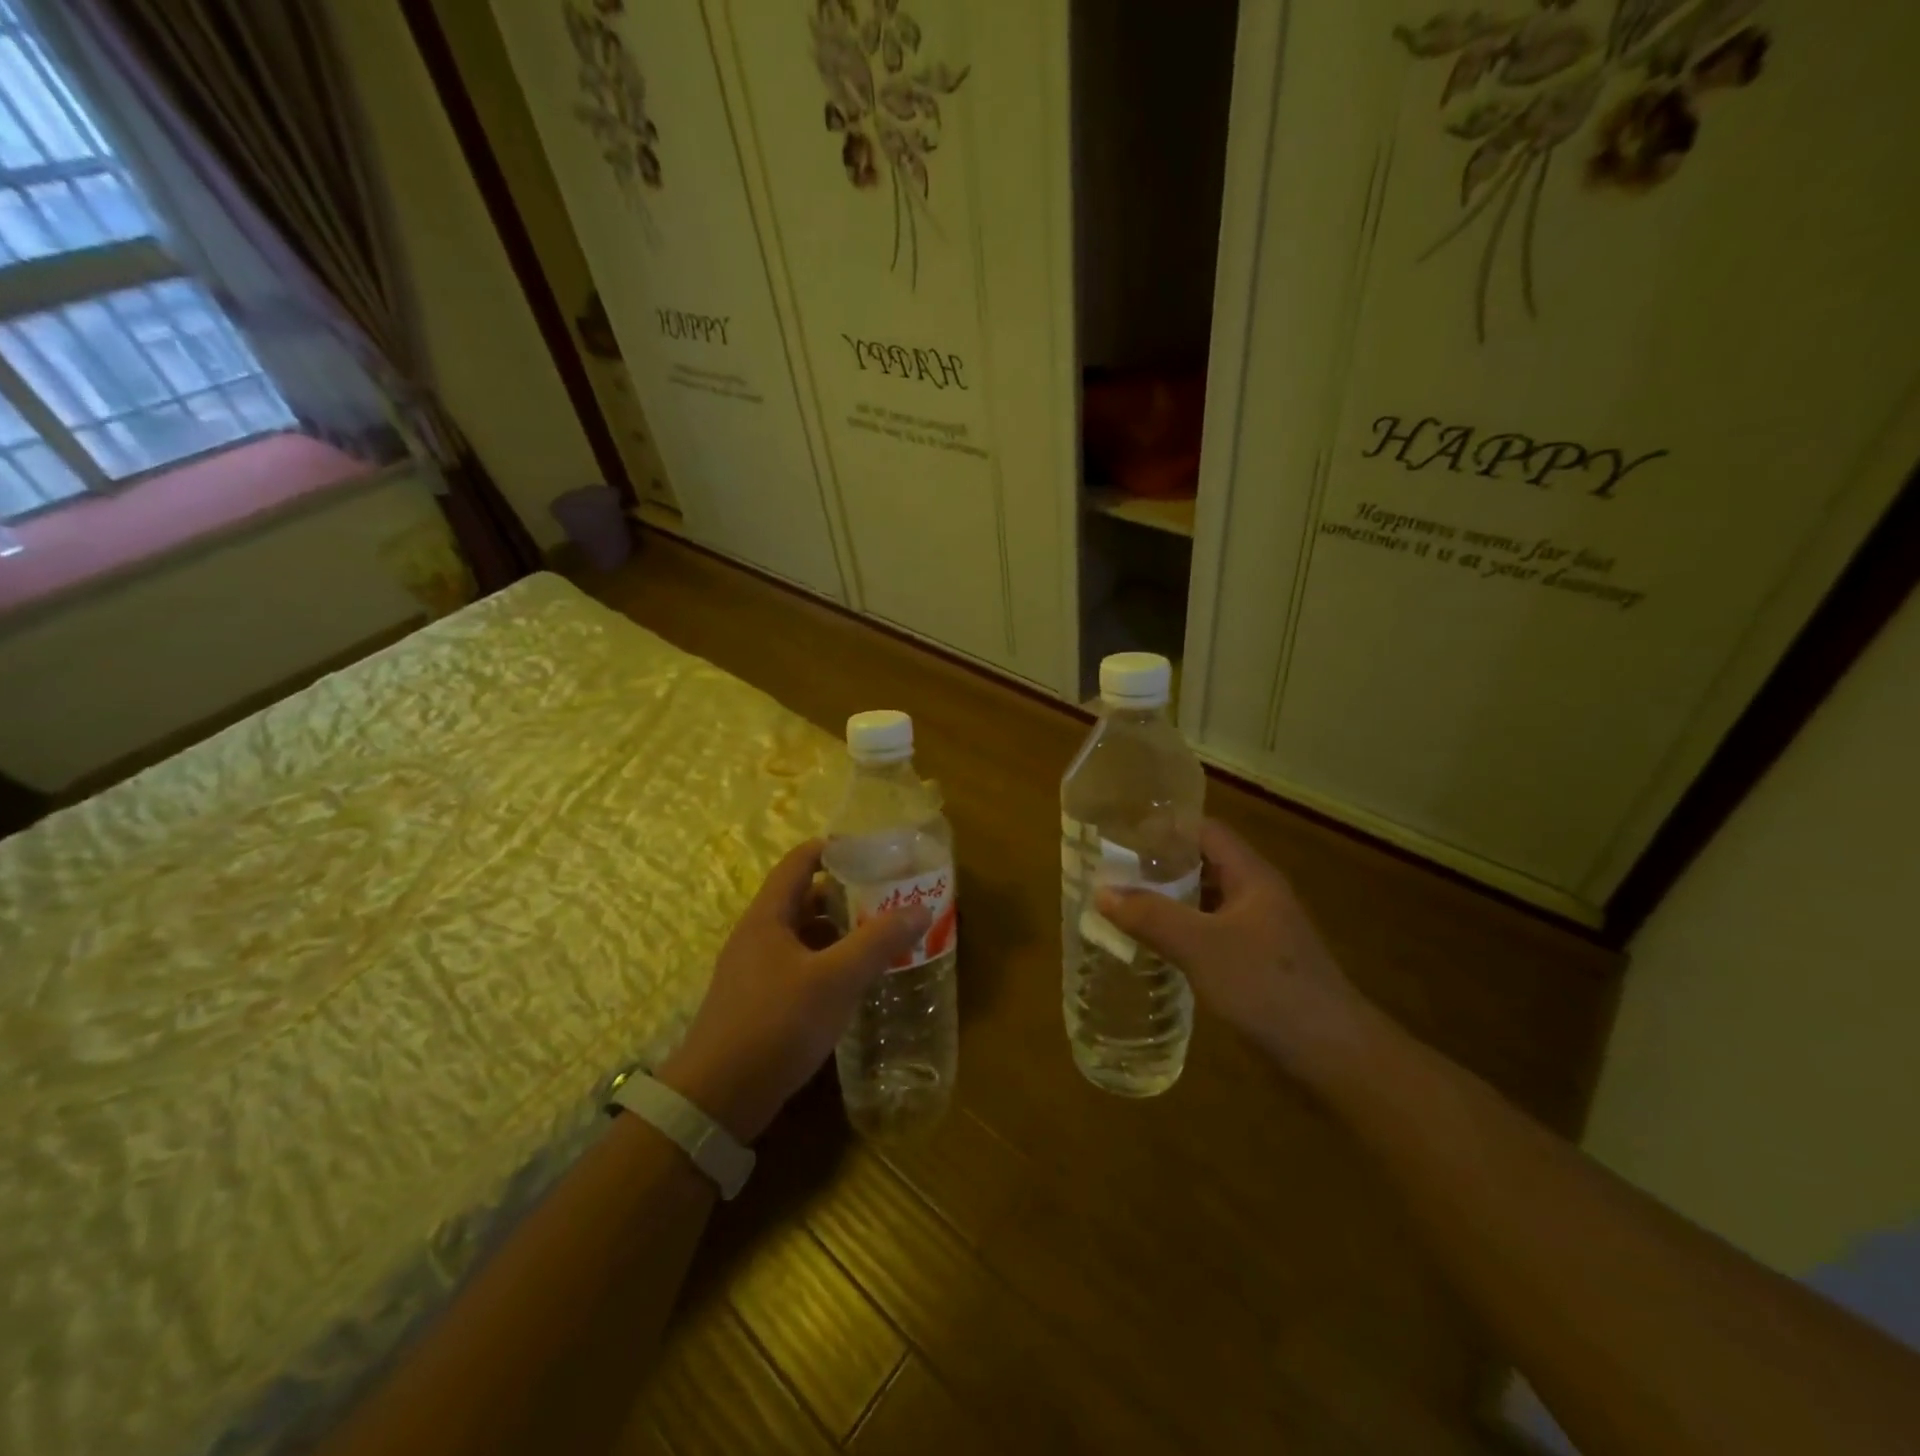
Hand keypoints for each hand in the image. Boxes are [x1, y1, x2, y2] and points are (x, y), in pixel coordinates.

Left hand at [656, 840, 930, 1141]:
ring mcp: (755, 970)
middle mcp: (758, 935)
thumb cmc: (776, 1024)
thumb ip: (877, 942)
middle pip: (805, 898)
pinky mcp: (759, 1002)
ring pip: (804, 935)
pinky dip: (828, 962)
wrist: (717, 1099)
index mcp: (768, 916)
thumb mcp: (835, 980)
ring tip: (881, 935)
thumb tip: (920, 907)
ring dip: (840, 931)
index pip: (800, 861)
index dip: (835, 849)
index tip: (875, 851)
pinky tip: (854, 980)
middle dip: (847, 893)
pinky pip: (800, 965)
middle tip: (888, 896)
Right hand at [1096, 820, 1365, 1082]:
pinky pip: (1210, 934)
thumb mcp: (1201, 946)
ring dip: (1168, 902)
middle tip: (1112, 873)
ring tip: (1123, 906)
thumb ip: (1151, 916)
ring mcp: (1259, 932)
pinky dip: (1181, 933)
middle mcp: (1256, 895)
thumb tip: (1102, 891)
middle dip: (1159, 867)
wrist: (1333, 1055)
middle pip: (1203, 865)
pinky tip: (1154, 948)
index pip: (1205, 832)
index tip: (1122, 836)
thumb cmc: (1267, 986)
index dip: (1165, 828)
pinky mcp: (1256, 964)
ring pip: (1205, 902)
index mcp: (1251, 877)